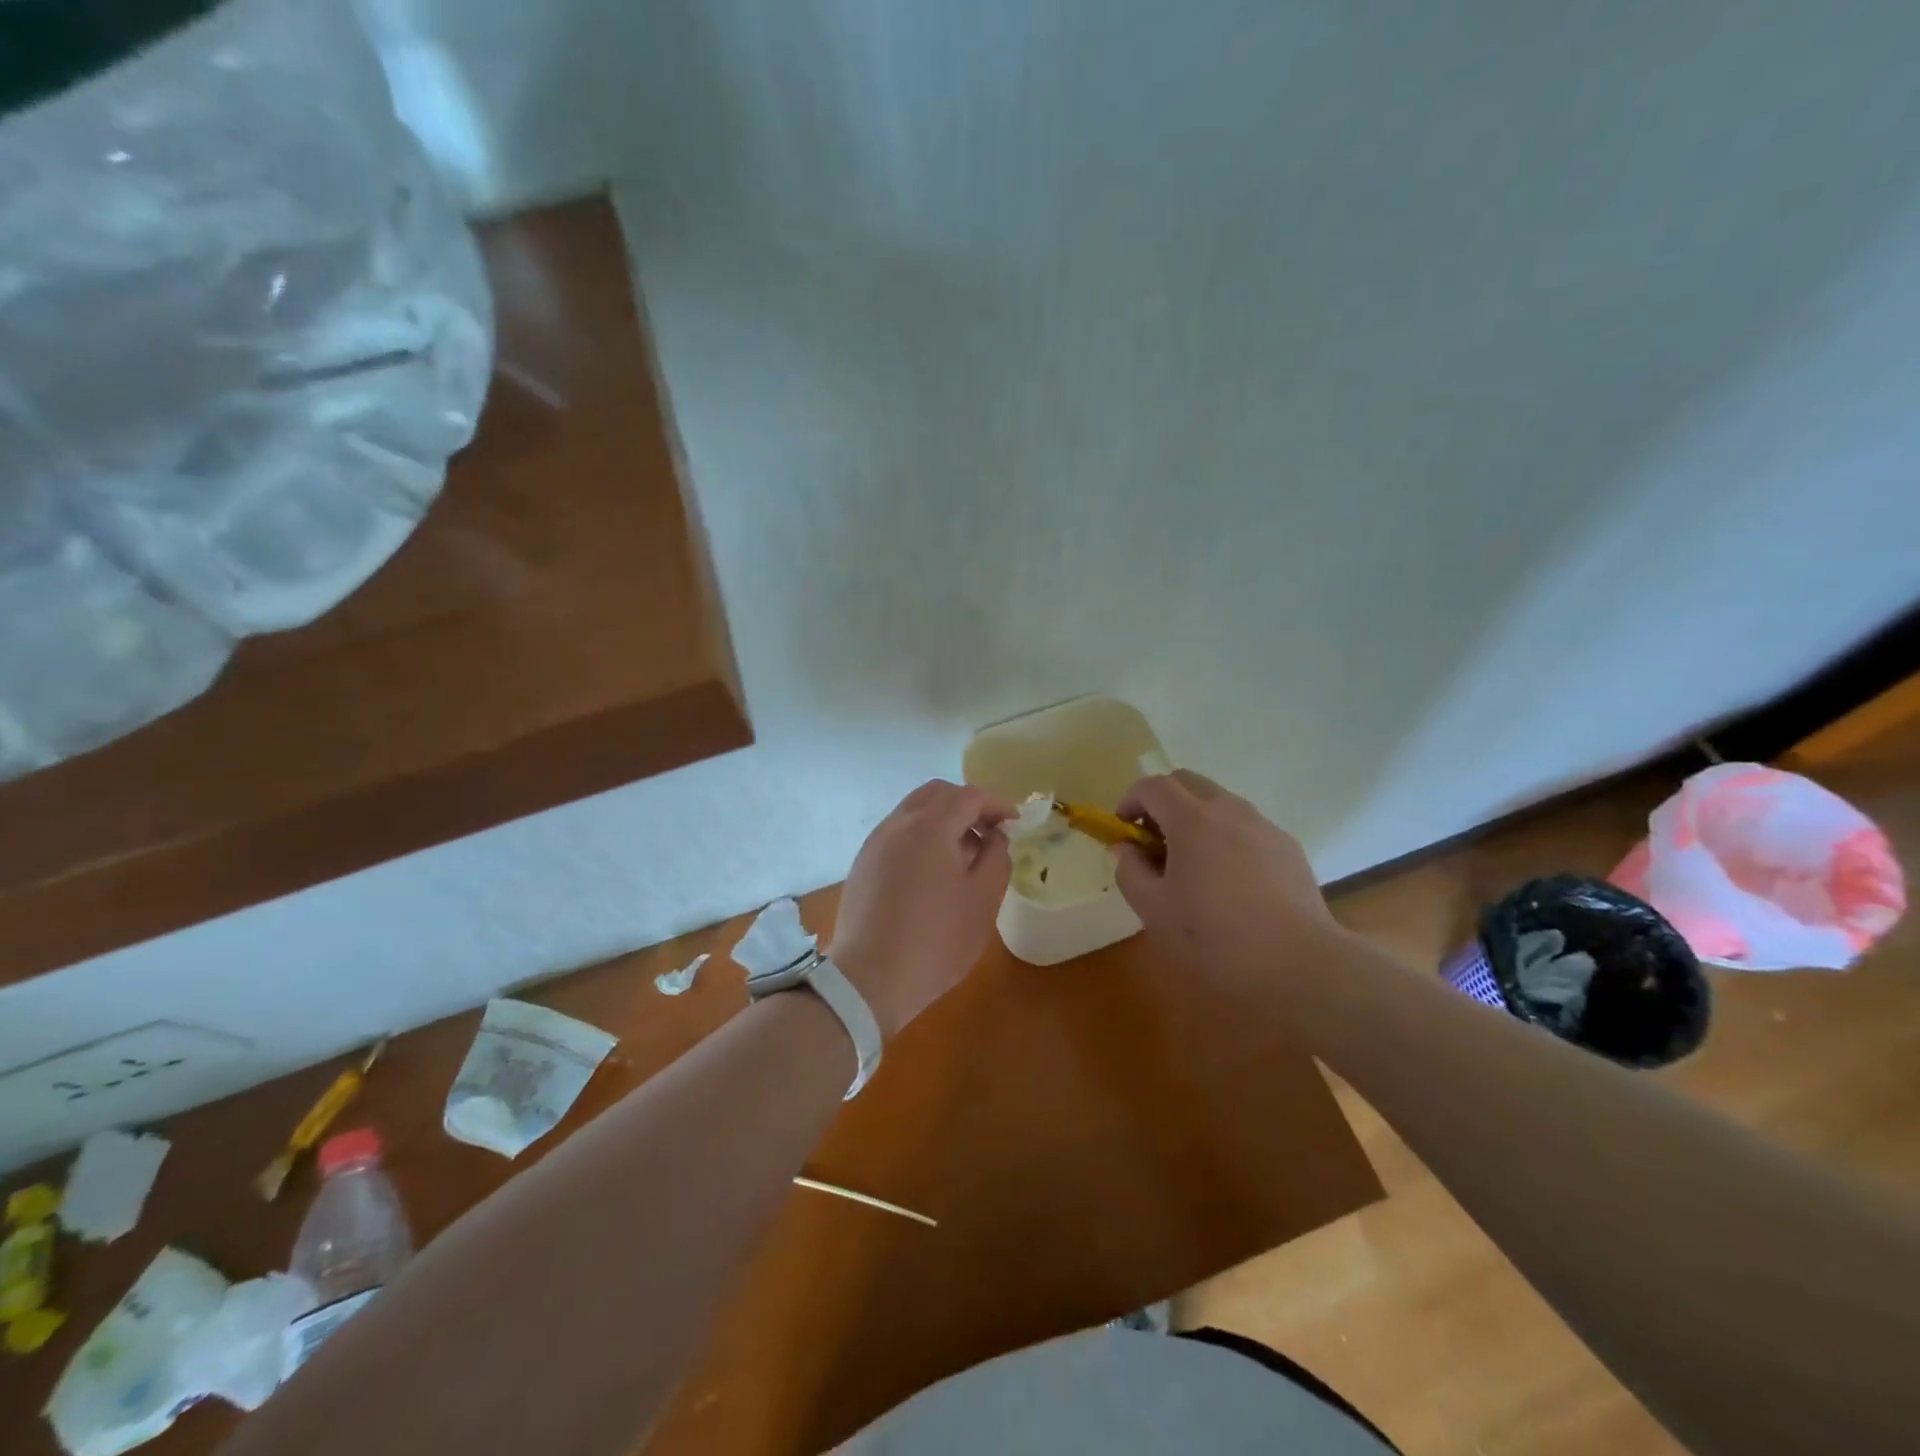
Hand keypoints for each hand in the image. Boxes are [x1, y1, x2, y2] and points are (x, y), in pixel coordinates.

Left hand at [829, 780, 1016, 1038]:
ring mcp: (876, 842)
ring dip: (943, 819)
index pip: (969, 796)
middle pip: (937, 794)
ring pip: (914, 810)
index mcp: (930, 826)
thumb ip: (996, 857)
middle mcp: (899, 823)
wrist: (869, 979)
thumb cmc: (935, 940)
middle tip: (989, 832)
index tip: (1015, 823)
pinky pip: (898, 832)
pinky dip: (922, 835)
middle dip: (968, 805)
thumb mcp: (982, 900)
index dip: (997, 804)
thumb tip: (994, 836)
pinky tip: (934, 871)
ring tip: (964, 854)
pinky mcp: (864, 863)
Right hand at [1114, 770, 1341, 983]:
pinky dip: (1226, 838)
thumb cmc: (1215, 937)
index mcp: (1193, 819)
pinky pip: (1245, 827)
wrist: (1300, 964)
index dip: (1130, 802)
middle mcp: (1230, 810)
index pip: (1152, 786)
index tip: (1124, 834)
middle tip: (1154, 845)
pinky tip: (1231, 885)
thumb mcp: (1154, 911)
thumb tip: (1127, 848)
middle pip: (1187, 782)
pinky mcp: (1288, 847)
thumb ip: (1130, 871)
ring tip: (1192, 868)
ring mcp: (1263, 826)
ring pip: (1219, 803)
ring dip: (1195, 820)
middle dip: (1162, 803)